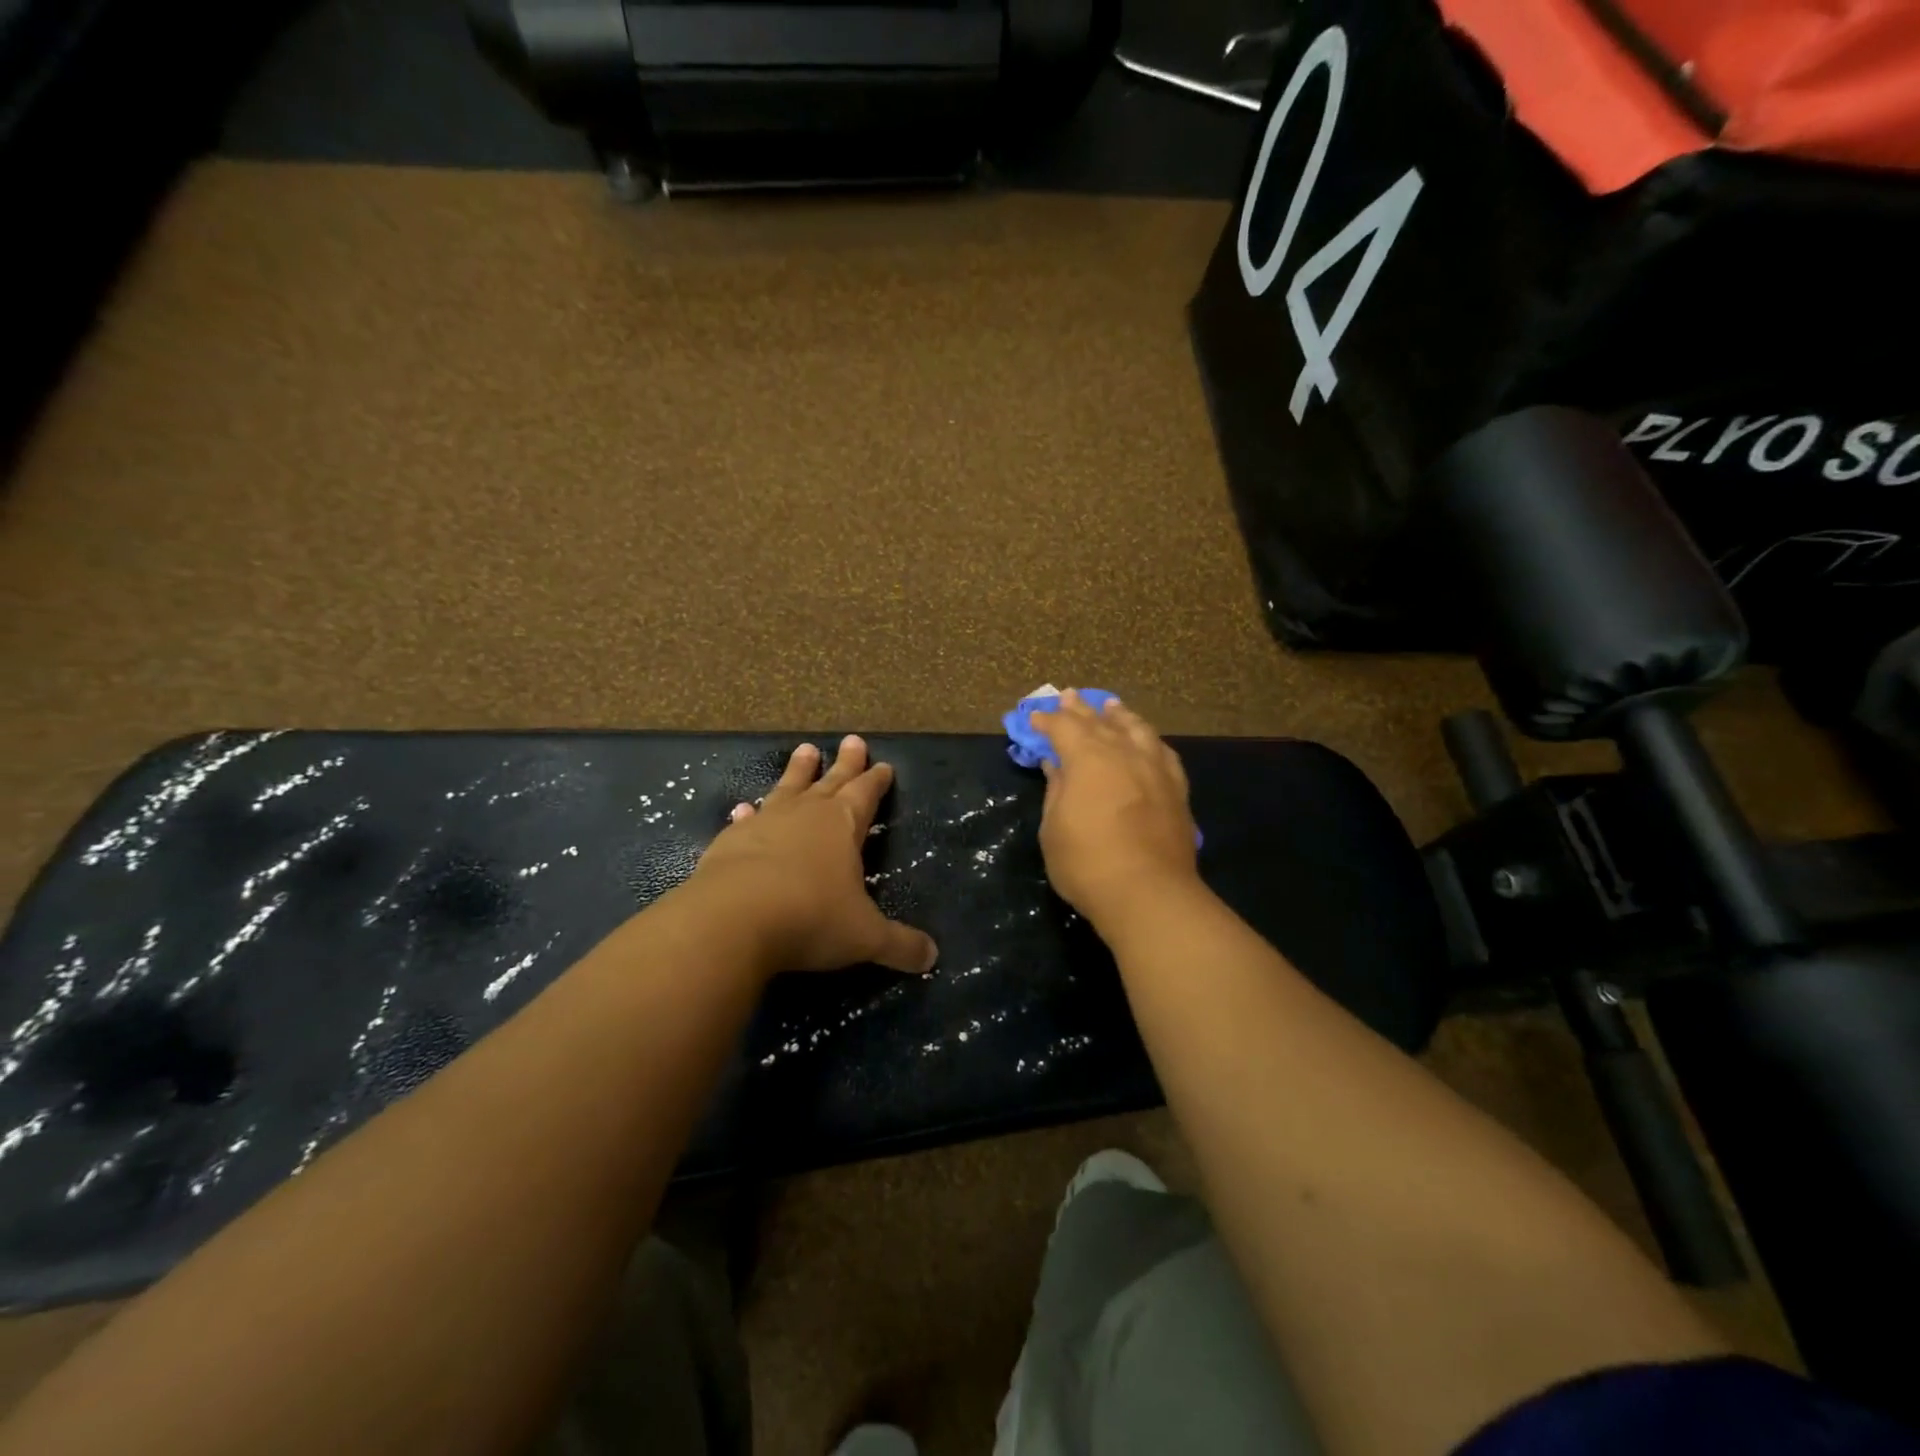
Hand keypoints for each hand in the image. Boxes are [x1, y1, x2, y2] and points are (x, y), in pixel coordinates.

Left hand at [685, 736, 938, 976]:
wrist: (733, 920)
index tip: (884, 765)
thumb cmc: (811, 918)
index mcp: (843, 825)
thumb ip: (899, 945)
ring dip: (798, 772)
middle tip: (853, 740)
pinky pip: (746, 820)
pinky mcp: (730, 841)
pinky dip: (749, 813)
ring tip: (805, 750)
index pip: (866, 794)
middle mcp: (806, 814)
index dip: (877, 781)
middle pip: (831, 781)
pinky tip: (743, 808)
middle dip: (846, 763)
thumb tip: (932, 958)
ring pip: (787, 788)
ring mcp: (765, 823)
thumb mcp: (865, 936)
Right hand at [1030, 691, 1201, 926]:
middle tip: (1068, 696)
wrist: (1149, 894)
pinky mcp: (1177, 790)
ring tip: (1112, 707)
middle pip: (1100, 722)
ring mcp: (1155, 769)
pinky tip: (1148, 741)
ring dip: (1120, 716)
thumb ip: (1057, 790)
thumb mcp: (1054, 828)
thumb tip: (1056, 763)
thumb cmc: (1087, 863)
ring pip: (1137, 730)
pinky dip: (1149, 741)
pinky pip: (1162, 753)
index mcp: (1088, 758)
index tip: (1034, 718)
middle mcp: (1124, 753)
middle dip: (1081, 709)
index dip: (1047, 720)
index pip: (1064, 727)